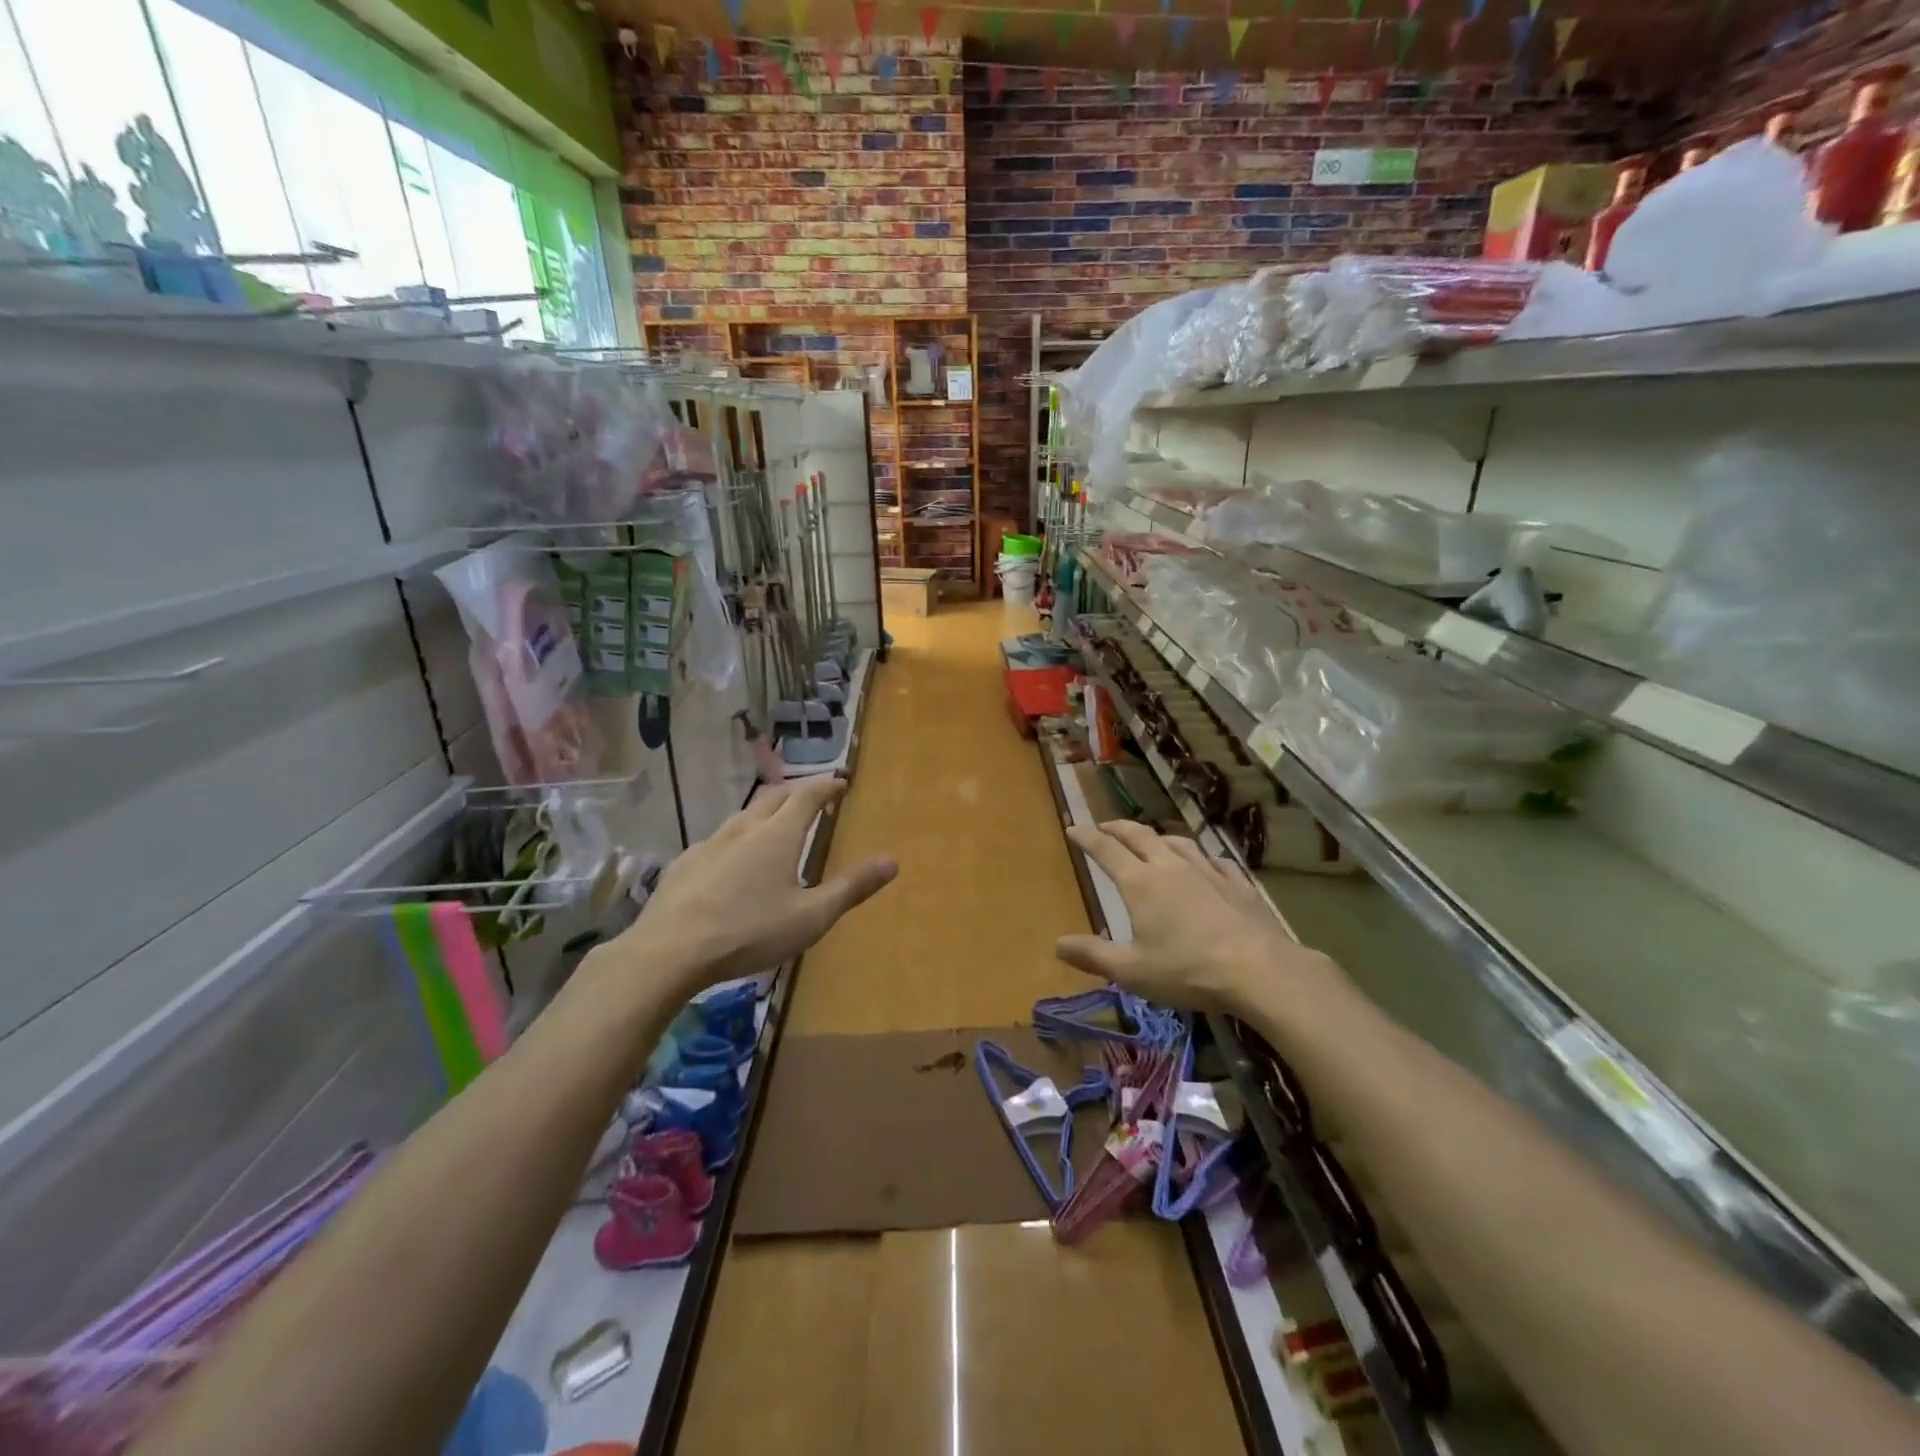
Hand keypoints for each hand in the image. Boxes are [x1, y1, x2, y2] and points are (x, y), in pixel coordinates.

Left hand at [602, 777, 896, 995]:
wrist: (669, 951)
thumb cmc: (750, 932)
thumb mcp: (811, 917)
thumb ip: (852, 888)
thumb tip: (892, 861)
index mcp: (779, 835)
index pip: (808, 795)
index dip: (827, 785)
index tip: (841, 782)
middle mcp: (745, 828)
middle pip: (775, 796)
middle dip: (798, 791)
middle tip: (813, 796)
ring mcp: (710, 843)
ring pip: (744, 815)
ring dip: (766, 811)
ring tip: (776, 823)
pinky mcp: (685, 862)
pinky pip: (719, 839)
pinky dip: (738, 837)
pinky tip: (733, 859)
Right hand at [1056, 822, 1341, 1012]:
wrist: (1259, 969)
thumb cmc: (1188, 970)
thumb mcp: (1131, 971)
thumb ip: (1093, 956)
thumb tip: (1058, 944)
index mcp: (1140, 883)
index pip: (1106, 850)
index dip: (1087, 838)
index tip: (1072, 829)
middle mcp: (1171, 867)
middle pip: (1140, 836)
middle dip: (1118, 828)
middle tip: (1104, 826)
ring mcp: (1207, 871)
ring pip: (1177, 842)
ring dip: (1157, 837)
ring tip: (1151, 840)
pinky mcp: (1237, 883)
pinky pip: (1213, 860)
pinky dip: (1199, 857)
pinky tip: (1205, 864)